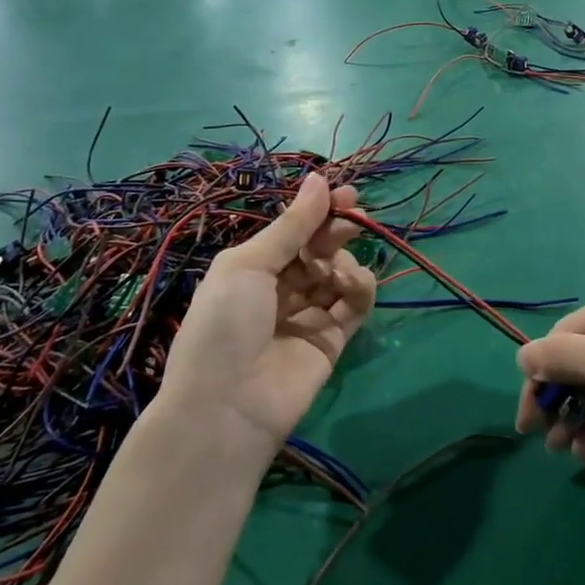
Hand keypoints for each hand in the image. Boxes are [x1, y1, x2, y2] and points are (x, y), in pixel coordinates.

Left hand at [154, 174, 375, 459]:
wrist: (227, 406)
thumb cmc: (225, 325)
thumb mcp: (248, 265)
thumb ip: (291, 225)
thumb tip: (320, 178)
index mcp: (252, 268)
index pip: (293, 231)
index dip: (319, 211)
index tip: (346, 193)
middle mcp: (281, 288)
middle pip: (319, 249)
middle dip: (336, 230)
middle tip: (353, 218)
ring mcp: (309, 314)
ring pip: (339, 273)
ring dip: (343, 261)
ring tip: (335, 269)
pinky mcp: (333, 339)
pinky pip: (354, 304)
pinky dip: (359, 288)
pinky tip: (351, 284)